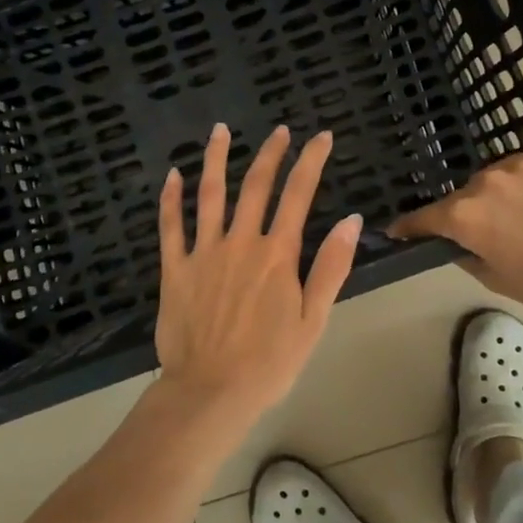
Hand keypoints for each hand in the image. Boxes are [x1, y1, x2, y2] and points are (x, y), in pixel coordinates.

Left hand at [154, 124, 361, 437]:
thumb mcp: (313, 321)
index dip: (311, 161)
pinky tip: (172, 175)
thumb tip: (351, 220)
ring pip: (210, 195)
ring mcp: (204, 252)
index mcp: (277, 255)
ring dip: (216, 159)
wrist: (210, 392)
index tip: (321, 137)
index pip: (298, 195)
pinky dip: (170, 199)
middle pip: (256, 186)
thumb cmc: (269, 363)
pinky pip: (170, 226)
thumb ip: (331, 267)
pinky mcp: (175, 268)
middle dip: (270, 154)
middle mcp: (240, 242)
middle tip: (279, 131)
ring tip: (220, 130)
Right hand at [388, 151, 522, 328]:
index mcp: (466, 215)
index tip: (397, 230)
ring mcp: (522, 164)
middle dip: (467, 212)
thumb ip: (465, 253)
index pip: (425, 217)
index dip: (409, 225)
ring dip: (499, 193)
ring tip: (522, 215)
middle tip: (488, 232)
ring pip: (496, 177)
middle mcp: (487, 181)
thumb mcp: (494, 278)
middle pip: (464, 195)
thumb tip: (456, 240)